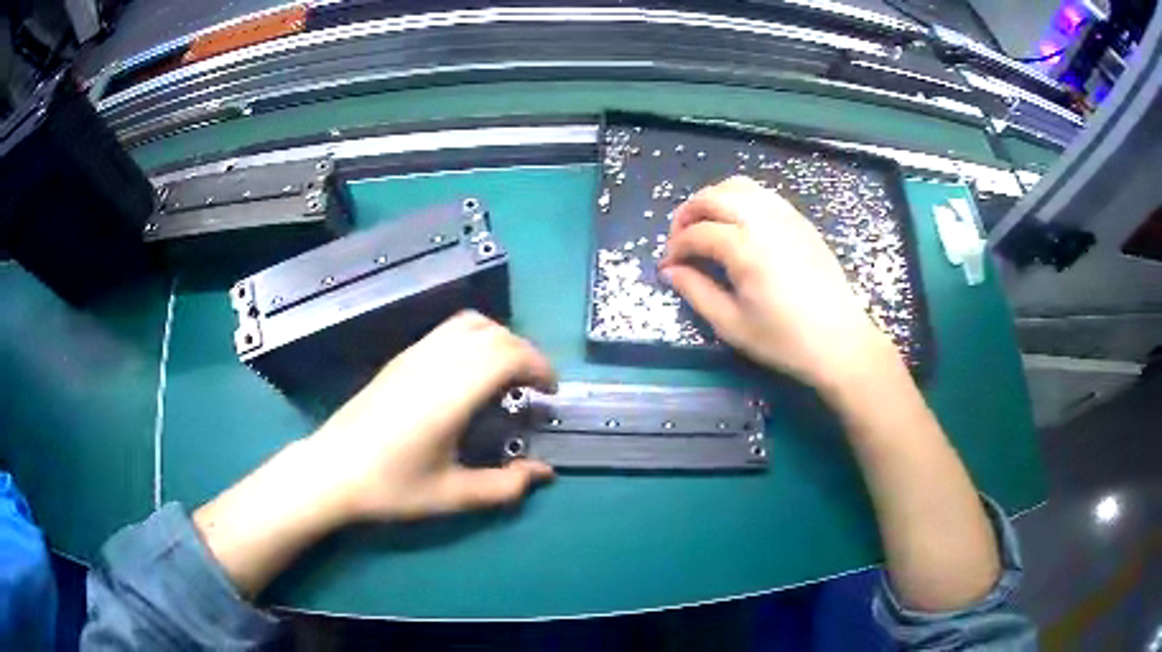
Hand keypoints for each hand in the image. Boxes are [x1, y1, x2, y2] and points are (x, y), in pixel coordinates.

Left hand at [309, 311, 555, 522]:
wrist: (332, 470)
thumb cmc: (391, 486)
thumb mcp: (453, 495)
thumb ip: (505, 487)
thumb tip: (543, 473)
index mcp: (452, 391)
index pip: (508, 354)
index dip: (539, 365)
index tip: (550, 392)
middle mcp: (436, 361)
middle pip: (495, 333)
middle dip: (525, 354)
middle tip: (533, 388)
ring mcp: (415, 354)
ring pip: (471, 323)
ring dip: (499, 341)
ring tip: (506, 375)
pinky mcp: (401, 357)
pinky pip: (448, 330)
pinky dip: (475, 338)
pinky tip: (470, 374)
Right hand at [660, 176, 895, 388]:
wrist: (839, 341)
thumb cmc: (784, 340)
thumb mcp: (732, 325)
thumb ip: (696, 292)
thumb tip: (670, 270)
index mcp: (745, 248)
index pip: (696, 233)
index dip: (675, 248)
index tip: (668, 266)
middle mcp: (763, 221)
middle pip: (712, 197)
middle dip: (687, 214)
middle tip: (679, 239)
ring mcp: (785, 216)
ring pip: (738, 186)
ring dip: (713, 199)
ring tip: (706, 225)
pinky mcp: (800, 220)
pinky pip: (762, 194)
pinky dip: (740, 199)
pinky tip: (737, 223)